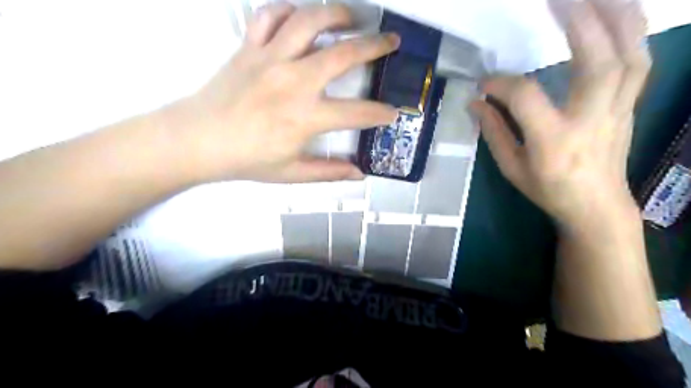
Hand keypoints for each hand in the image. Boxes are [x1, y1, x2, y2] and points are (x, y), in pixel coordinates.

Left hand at [164, 2, 396, 183]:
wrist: (197, 140)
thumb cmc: (246, 160)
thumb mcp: (291, 173)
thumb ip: (329, 172)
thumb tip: (359, 173)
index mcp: (305, 117)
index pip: (356, 113)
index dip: (380, 113)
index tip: (392, 111)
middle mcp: (293, 81)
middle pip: (343, 54)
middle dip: (375, 45)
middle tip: (391, 41)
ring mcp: (270, 59)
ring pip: (309, 22)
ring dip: (337, 14)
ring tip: (354, 17)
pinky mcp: (249, 48)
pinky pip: (270, 16)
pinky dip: (288, 10)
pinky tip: (300, 16)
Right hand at [472, 1, 651, 229]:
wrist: (597, 206)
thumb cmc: (548, 190)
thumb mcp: (512, 167)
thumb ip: (494, 132)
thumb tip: (476, 103)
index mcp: (554, 141)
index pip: (527, 98)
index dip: (501, 84)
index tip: (483, 85)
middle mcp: (591, 120)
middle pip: (598, 62)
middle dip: (581, 22)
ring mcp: (618, 110)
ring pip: (632, 54)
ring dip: (617, 17)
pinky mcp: (630, 105)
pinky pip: (639, 61)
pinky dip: (631, 32)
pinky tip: (614, 18)